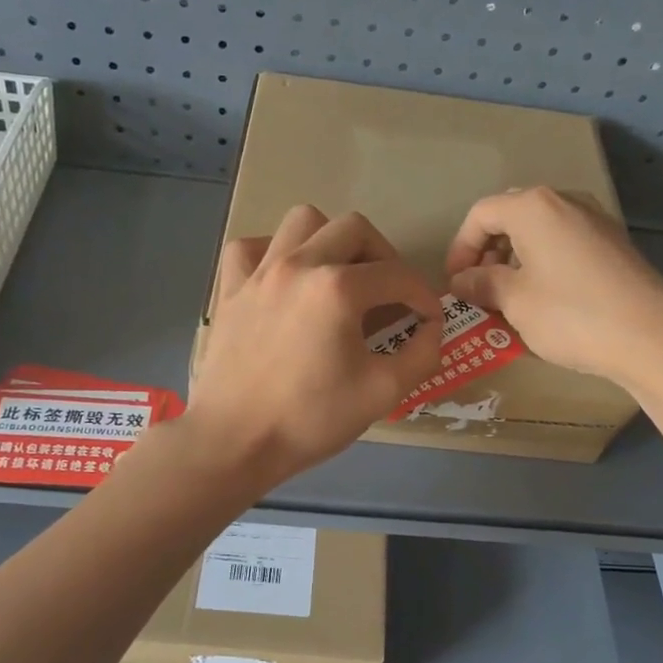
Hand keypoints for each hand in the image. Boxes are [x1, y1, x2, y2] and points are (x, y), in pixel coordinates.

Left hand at [188, 206, 441, 485]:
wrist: (234, 441)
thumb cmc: (310, 419)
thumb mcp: (382, 393)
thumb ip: (421, 355)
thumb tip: (431, 329)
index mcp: (338, 288)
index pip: (397, 275)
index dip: (423, 296)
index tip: (428, 320)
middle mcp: (298, 264)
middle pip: (354, 229)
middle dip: (383, 256)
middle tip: (389, 293)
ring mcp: (259, 272)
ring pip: (303, 221)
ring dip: (330, 240)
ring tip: (339, 276)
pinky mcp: (231, 288)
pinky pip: (253, 246)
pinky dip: (274, 252)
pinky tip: (285, 280)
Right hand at [445, 187, 662, 389]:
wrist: (651, 336)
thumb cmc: (570, 313)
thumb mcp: (514, 301)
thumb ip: (482, 283)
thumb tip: (462, 280)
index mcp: (533, 207)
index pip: (482, 214)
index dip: (460, 248)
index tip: (455, 283)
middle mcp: (565, 202)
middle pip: (512, 217)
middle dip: (488, 251)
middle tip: (479, 287)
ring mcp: (595, 221)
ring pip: (540, 231)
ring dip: (515, 259)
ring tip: (508, 298)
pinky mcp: (614, 245)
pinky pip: (565, 245)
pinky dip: (544, 264)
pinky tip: (544, 300)